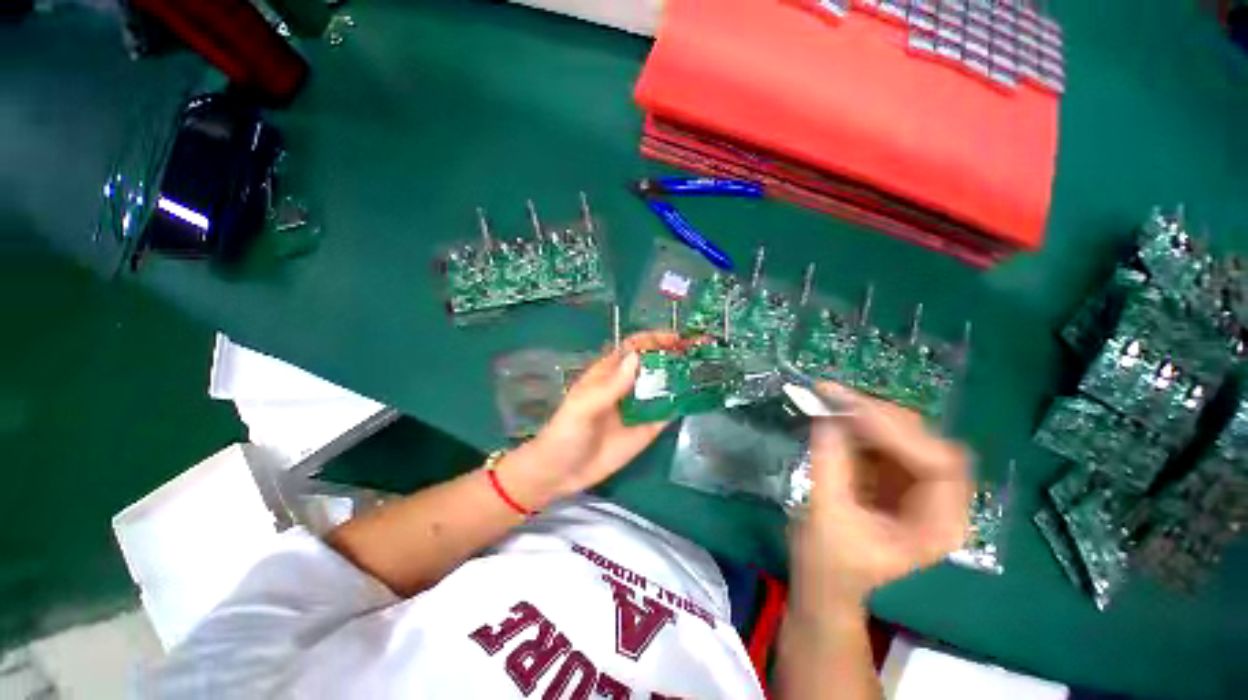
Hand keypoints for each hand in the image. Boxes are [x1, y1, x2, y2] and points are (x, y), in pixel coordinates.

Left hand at [495, 331, 692, 509]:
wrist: (562, 472)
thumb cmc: (567, 432)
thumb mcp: (584, 406)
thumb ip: (611, 385)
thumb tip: (638, 357)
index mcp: (610, 373)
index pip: (635, 348)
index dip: (655, 339)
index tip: (678, 339)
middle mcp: (628, 385)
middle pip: (655, 364)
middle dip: (676, 355)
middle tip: (703, 351)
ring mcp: (640, 407)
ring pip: (665, 386)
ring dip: (684, 377)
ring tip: (709, 370)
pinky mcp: (648, 428)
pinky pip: (669, 412)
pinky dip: (684, 404)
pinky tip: (702, 398)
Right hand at [792, 384, 970, 612]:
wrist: (825, 582)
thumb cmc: (829, 564)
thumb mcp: (826, 517)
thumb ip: (829, 464)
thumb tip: (826, 416)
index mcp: (938, 526)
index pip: (939, 465)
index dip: (899, 433)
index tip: (851, 411)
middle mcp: (938, 500)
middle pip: (924, 441)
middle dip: (879, 416)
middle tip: (834, 396)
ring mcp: (916, 486)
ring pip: (903, 434)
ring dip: (865, 414)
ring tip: (829, 399)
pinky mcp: (893, 476)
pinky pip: (882, 438)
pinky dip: (856, 423)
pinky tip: (833, 414)